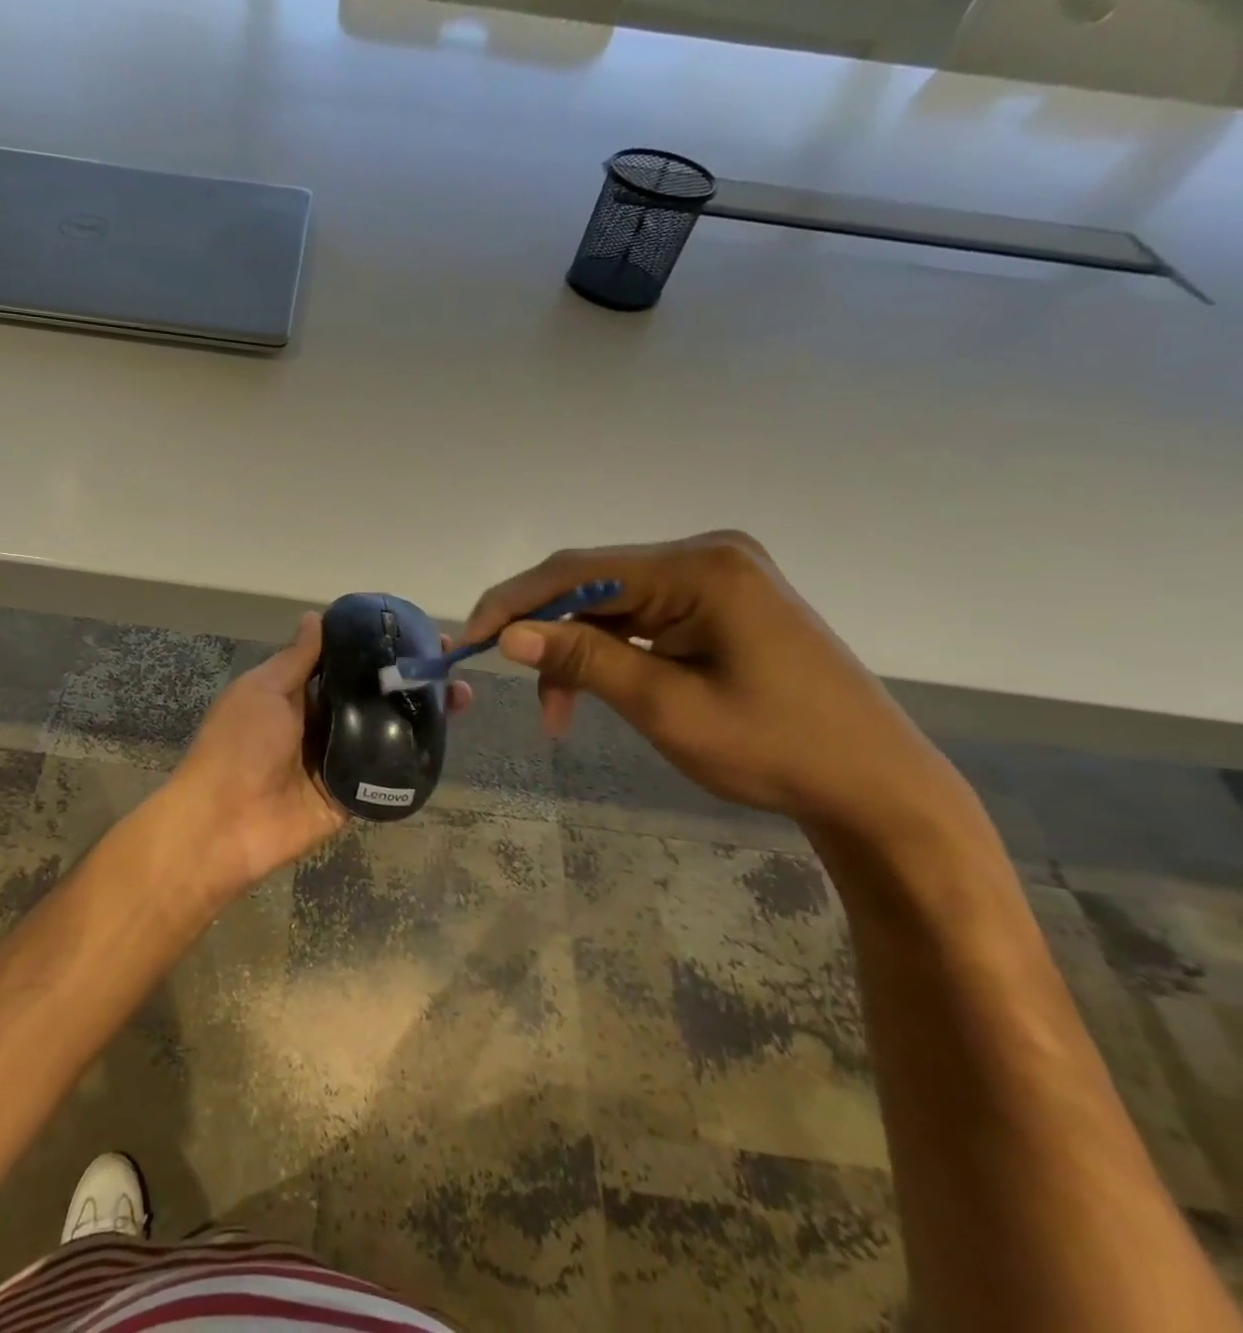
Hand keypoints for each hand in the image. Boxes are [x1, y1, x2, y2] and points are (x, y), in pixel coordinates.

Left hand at [168, 613, 470, 892]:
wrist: (226, 824)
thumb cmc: (239, 744)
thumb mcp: (263, 689)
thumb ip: (295, 659)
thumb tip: (315, 617)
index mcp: (297, 694)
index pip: (345, 663)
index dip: (377, 646)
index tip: (414, 630)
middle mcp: (322, 722)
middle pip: (374, 694)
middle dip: (410, 677)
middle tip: (450, 661)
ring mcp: (340, 758)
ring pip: (388, 729)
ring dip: (423, 712)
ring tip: (462, 693)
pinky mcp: (353, 793)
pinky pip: (388, 771)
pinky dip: (416, 754)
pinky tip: (448, 734)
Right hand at [465, 532, 977, 844]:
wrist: (875, 788)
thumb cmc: (773, 749)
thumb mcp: (664, 706)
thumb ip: (583, 658)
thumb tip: (507, 634)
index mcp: (700, 568)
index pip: (578, 570)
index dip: (515, 602)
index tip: (469, 640)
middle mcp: (707, 555)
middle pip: (593, 584)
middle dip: (547, 636)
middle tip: (520, 691)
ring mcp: (718, 577)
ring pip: (611, 604)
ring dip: (576, 652)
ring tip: (560, 714)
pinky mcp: (722, 602)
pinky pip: (641, 617)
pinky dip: (610, 653)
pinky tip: (598, 690)